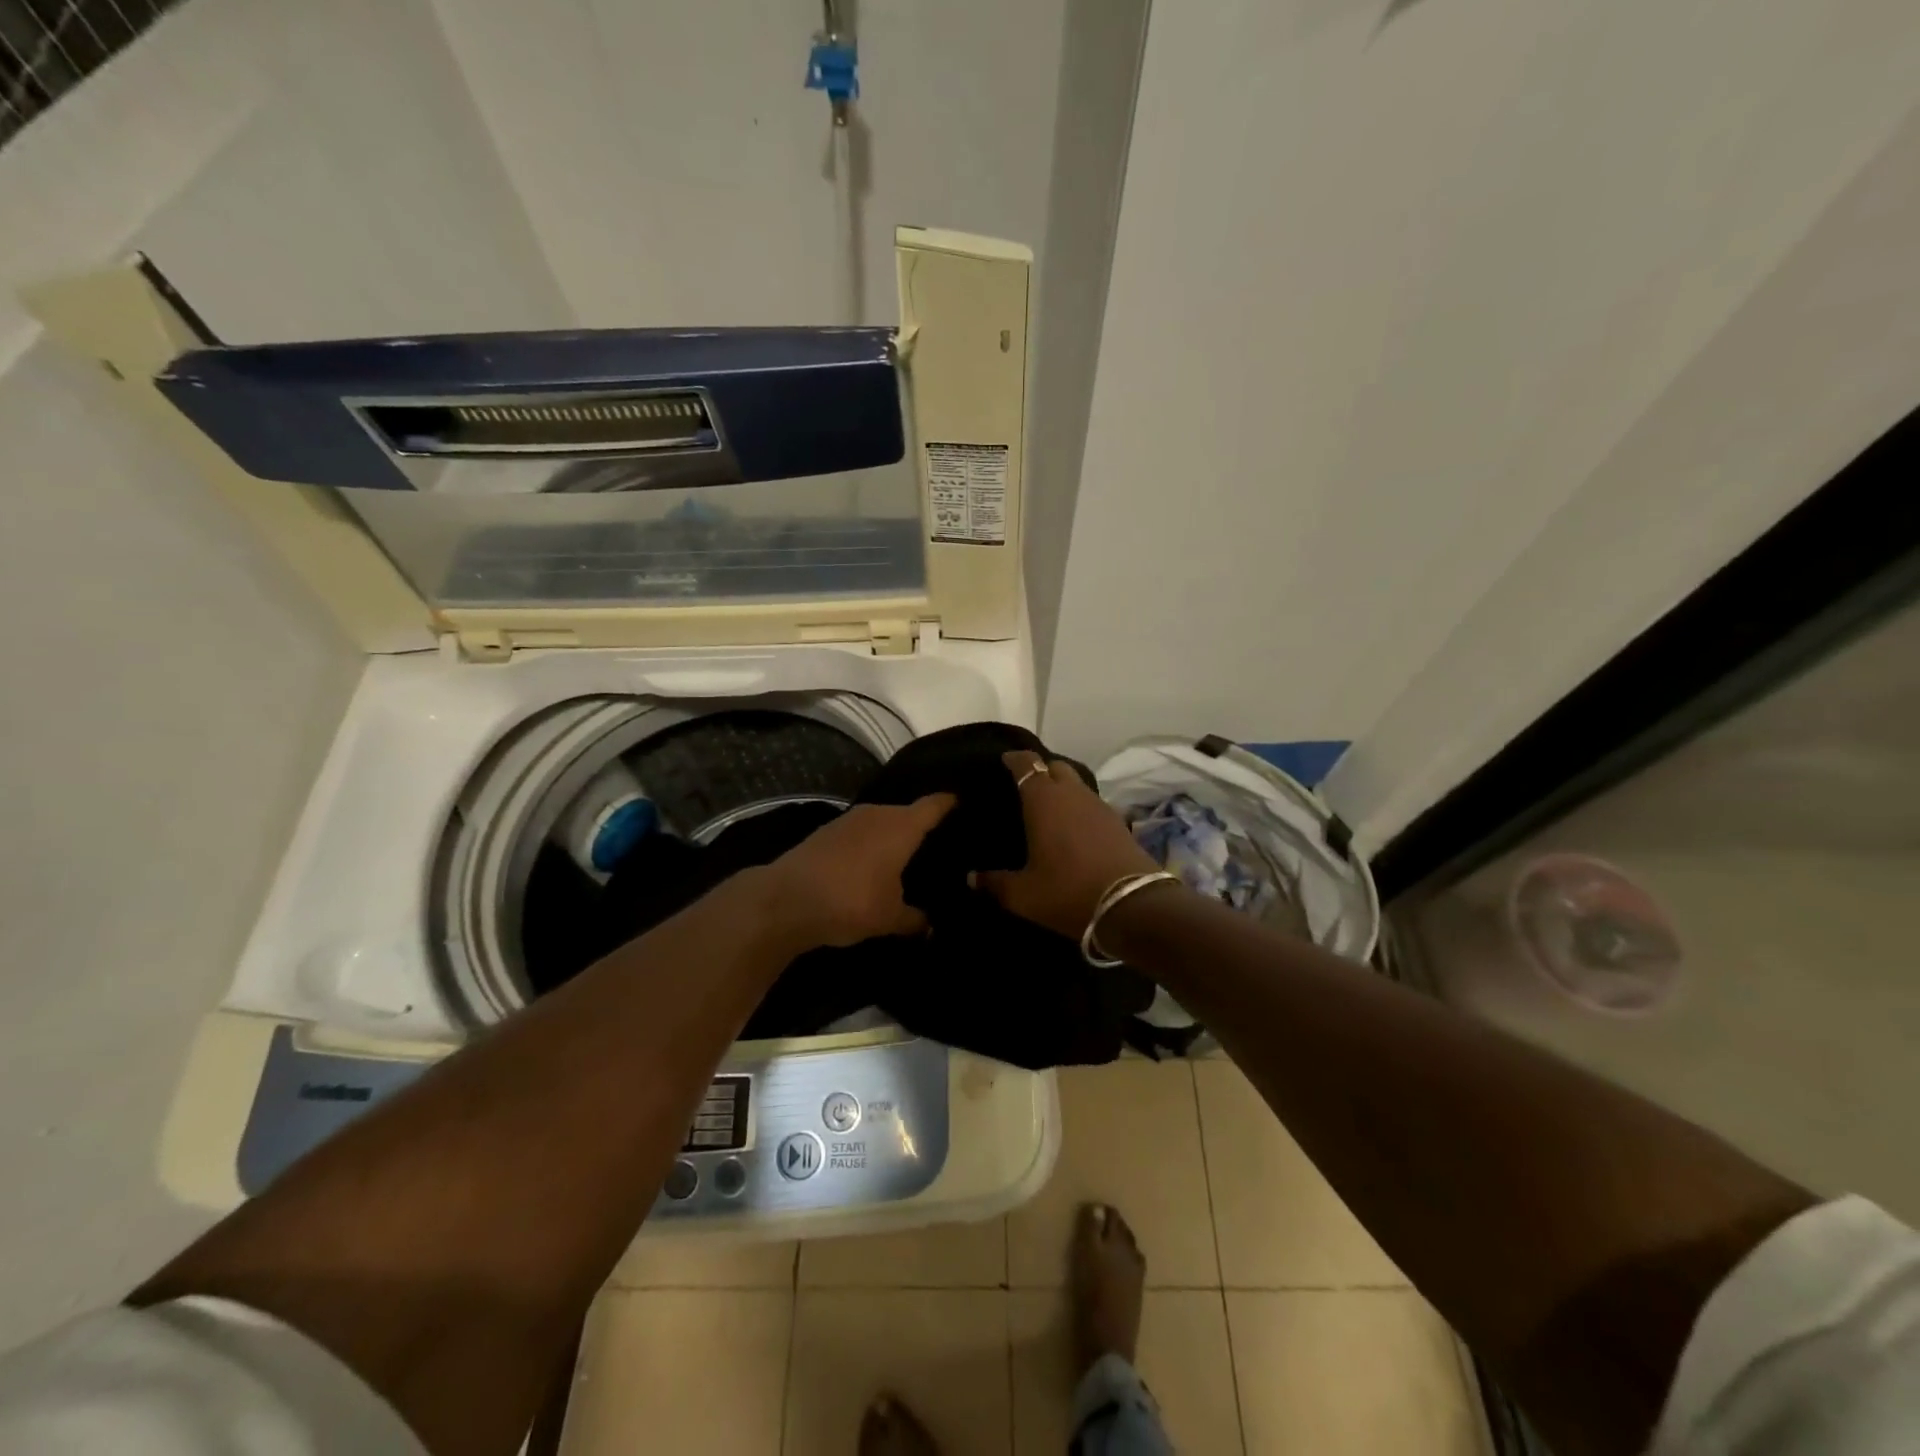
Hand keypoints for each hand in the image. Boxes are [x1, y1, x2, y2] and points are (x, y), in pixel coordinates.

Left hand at [764, 795, 955, 948]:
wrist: (785, 900)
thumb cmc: (850, 901)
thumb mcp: (889, 918)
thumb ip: (915, 919)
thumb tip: (930, 925)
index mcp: (901, 826)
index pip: (934, 805)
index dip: (950, 803)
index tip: (963, 802)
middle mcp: (878, 813)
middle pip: (907, 812)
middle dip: (922, 826)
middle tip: (941, 844)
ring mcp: (849, 820)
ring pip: (882, 822)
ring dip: (892, 836)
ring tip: (908, 855)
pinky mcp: (827, 831)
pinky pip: (861, 832)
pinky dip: (870, 844)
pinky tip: (873, 863)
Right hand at [976, 752, 1160, 939]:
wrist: (1132, 906)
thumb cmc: (1067, 892)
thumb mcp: (1023, 894)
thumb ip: (995, 883)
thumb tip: (971, 877)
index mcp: (1043, 800)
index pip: (1026, 764)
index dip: (1014, 759)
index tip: (1004, 761)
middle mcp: (1072, 793)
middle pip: (1055, 767)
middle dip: (1040, 770)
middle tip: (1025, 786)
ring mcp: (1099, 805)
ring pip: (1077, 784)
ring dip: (1062, 789)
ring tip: (1048, 808)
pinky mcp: (1119, 822)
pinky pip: (1092, 803)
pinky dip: (1079, 807)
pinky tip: (1074, 828)